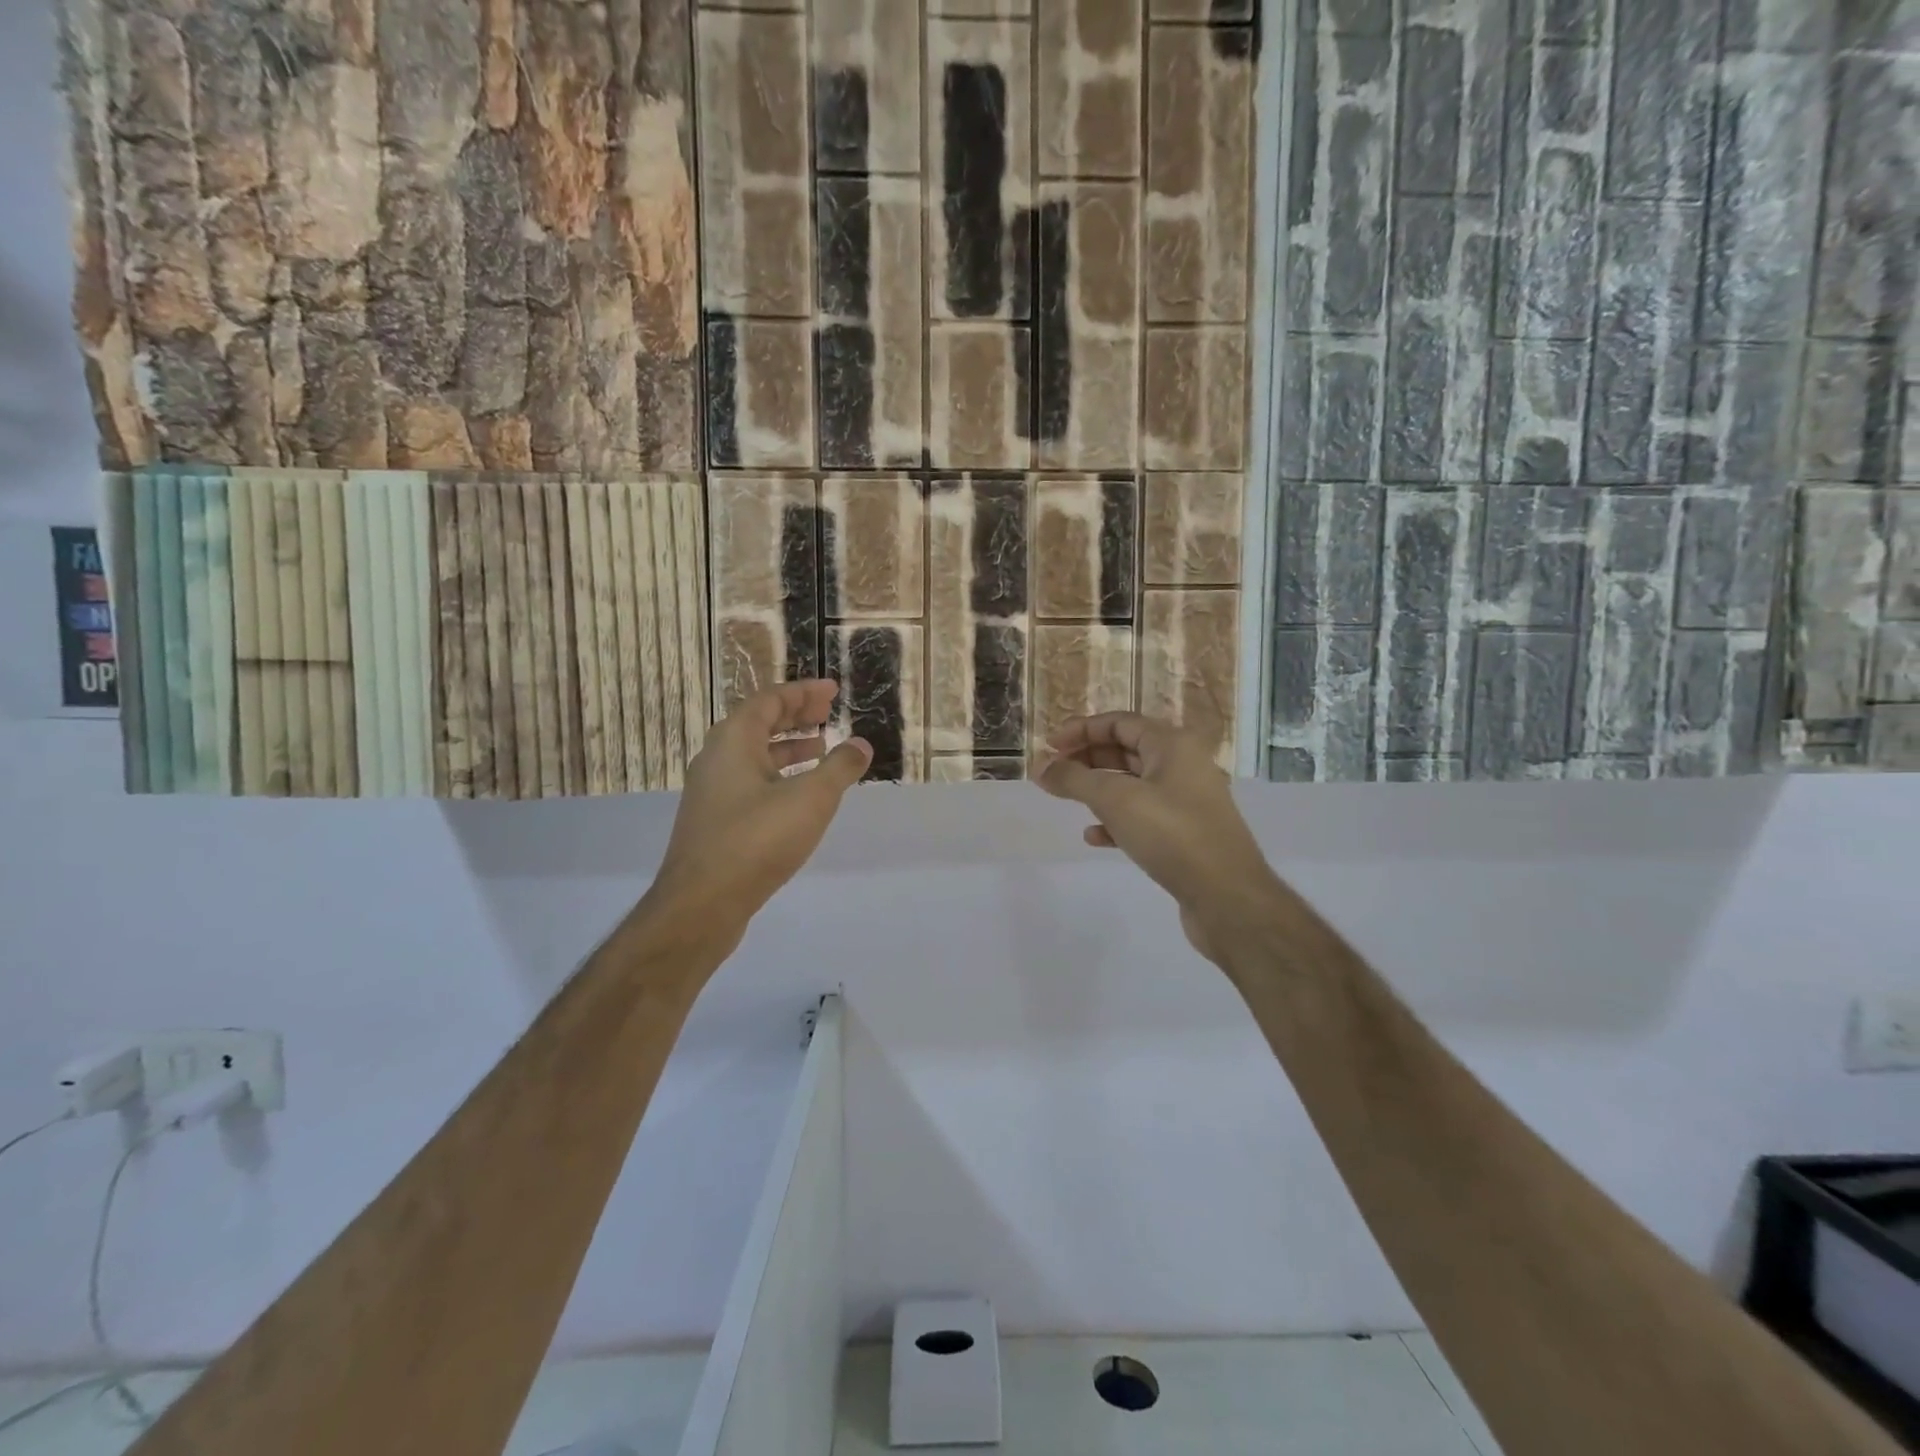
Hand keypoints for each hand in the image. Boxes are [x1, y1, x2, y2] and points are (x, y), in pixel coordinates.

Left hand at [647, 681, 871, 944]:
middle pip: (759, 723)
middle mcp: (717, 758)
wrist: (701, 903)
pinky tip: (800, 795)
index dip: (804, 692)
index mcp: (734, 740)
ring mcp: (712, 791)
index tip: (833, 691)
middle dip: (796, 716)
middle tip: (829, 715)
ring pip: (754, 755)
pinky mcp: (715, 821)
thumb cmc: (757, 840)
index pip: (770, 699)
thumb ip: (839, 768)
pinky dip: (778, 775)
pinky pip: (750, 781)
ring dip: (788, 747)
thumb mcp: (810, 799)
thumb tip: (861, 744)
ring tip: (822, 750)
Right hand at [1035, 713, 1279, 963]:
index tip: (1048, 747)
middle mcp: (1184, 766)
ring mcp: (1187, 802)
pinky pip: (1143, 816)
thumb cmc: (1172, 835)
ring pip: (1133, 785)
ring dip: (1098, 789)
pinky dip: (1116, 820)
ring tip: (1068, 800)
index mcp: (1173, 745)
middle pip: (1127, 749)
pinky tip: (1095, 836)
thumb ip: (1074, 779)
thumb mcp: (1115, 800)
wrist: (1228, 898)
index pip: (1119, 722)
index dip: (1081, 730)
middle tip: (1053, 773)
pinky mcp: (1186, 835)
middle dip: (1087, 758)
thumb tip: (1040, 766)